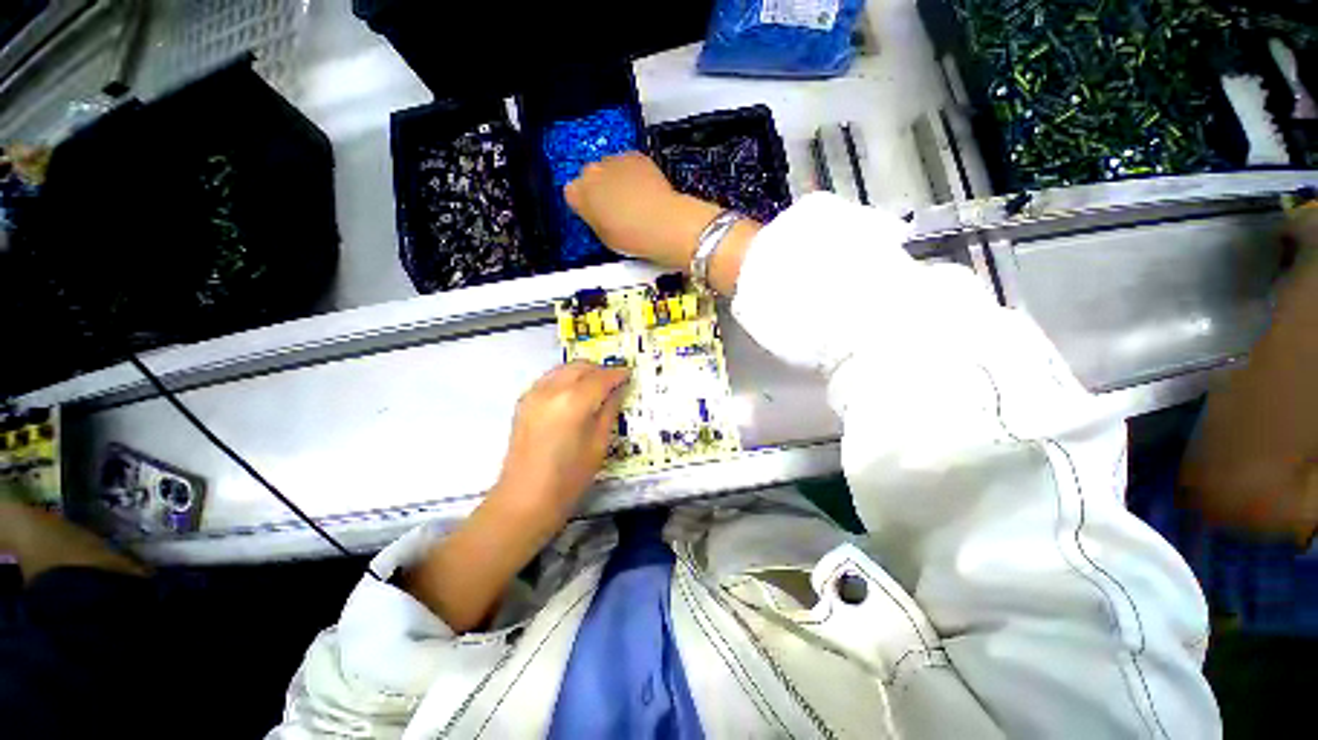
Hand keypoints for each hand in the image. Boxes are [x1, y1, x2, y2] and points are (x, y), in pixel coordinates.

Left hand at [488, 362, 630, 531]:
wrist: (524, 500)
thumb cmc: (569, 479)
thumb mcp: (598, 445)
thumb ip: (609, 411)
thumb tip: (618, 390)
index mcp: (573, 402)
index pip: (601, 378)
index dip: (618, 374)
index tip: (630, 374)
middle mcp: (551, 390)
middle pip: (581, 367)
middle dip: (600, 370)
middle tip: (615, 381)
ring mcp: (533, 394)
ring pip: (564, 369)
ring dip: (583, 372)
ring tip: (597, 386)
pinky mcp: (524, 402)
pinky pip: (550, 378)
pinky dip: (566, 379)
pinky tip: (574, 394)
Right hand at [564, 153, 720, 268]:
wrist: (663, 224)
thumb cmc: (634, 235)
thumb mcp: (603, 236)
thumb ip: (594, 219)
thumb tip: (597, 217)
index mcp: (578, 194)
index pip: (572, 193)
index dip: (585, 204)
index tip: (594, 212)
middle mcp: (593, 172)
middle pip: (590, 177)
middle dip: (600, 190)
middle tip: (615, 209)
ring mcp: (614, 162)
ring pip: (609, 168)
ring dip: (617, 180)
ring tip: (632, 203)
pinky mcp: (636, 157)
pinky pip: (629, 163)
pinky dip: (634, 174)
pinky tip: (643, 193)